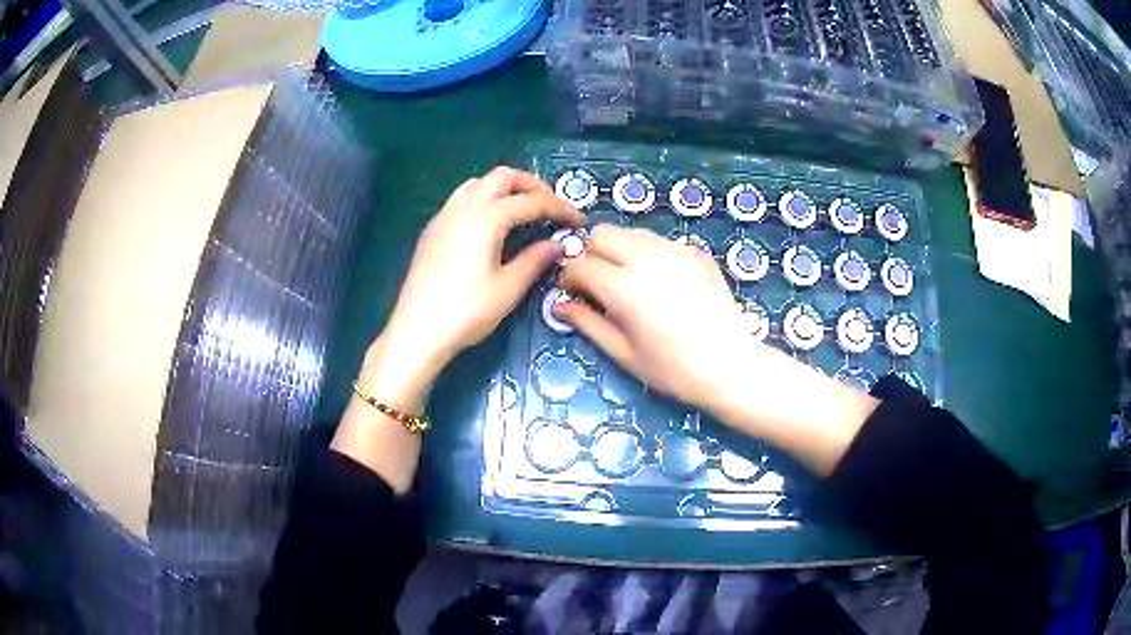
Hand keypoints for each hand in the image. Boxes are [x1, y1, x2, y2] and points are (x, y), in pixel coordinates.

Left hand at [365, 166, 584, 410]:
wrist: (417, 329)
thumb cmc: (466, 311)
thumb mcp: (508, 288)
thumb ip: (535, 260)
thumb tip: (555, 245)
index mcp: (486, 218)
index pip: (531, 201)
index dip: (559, 208)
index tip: (577, 219)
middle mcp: (464, 207)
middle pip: (503, 177)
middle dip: (532, 185)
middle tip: (551, 205)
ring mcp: (444, 216)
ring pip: (479, 183)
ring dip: (505, 188)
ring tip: (523, 209)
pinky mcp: (433, 229)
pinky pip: (462, 198)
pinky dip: (484, 198)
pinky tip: (491, 223)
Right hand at [557, 224, 750, 409]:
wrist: (731, 367)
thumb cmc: (674, 370)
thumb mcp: (624, 354)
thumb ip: (588, 324)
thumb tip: (560, 305)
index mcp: (624, 288)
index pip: (580, 265)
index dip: (568, 278)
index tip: (572, 294)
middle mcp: (647, 259)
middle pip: (602, 233)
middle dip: (592, 254)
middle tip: (598, 283)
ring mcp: (675, 251)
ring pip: (632, 231)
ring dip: (619, 249)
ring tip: (627, 280)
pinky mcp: (696, 253)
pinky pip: (660, 240)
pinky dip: (648, 252)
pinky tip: (659, 281)